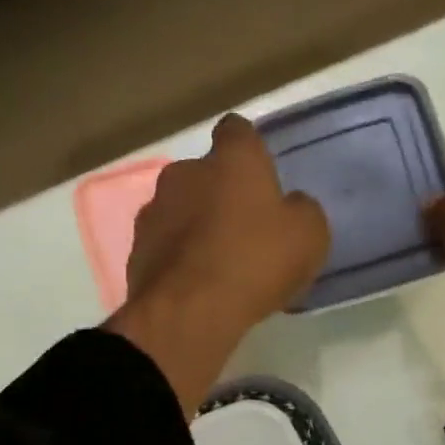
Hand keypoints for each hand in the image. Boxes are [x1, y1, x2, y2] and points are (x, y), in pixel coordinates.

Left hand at [109, 114, 329, 415]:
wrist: (189, 312)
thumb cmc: (255, 262)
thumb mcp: (308, 237)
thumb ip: (301, 212)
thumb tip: (291, 207)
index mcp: (232, 159)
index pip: (238, 132)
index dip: (251, 153)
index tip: (262, 179)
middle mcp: (185, 172)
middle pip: (206, 174)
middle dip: (221, 196)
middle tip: (245, 232)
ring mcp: (154, 210)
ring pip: (181, 211)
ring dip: (197, 229)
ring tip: (218, 266)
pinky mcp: (136, 250)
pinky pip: (165, 247)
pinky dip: (179, 260)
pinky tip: (197, 288)